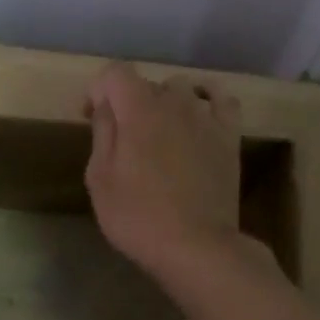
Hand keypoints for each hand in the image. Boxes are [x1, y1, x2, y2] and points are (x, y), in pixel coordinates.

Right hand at [84, 62, 243, 281]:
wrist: (196, 246)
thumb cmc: (138, 216)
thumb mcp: (100, 179)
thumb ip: (102, 133)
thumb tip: (106, 107)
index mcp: (137, 109)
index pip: (113, 73)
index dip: (96, 90)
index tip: (90, 118)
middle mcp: (174, 102)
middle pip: (145, 83)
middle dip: (127, 102)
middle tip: (119, 138)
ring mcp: (206, 117)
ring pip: (181, 89)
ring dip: (164, 102)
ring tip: (158, 132)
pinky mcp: (229, 136)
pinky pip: (221, 99)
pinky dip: (207, 99)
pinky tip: (198, 114)